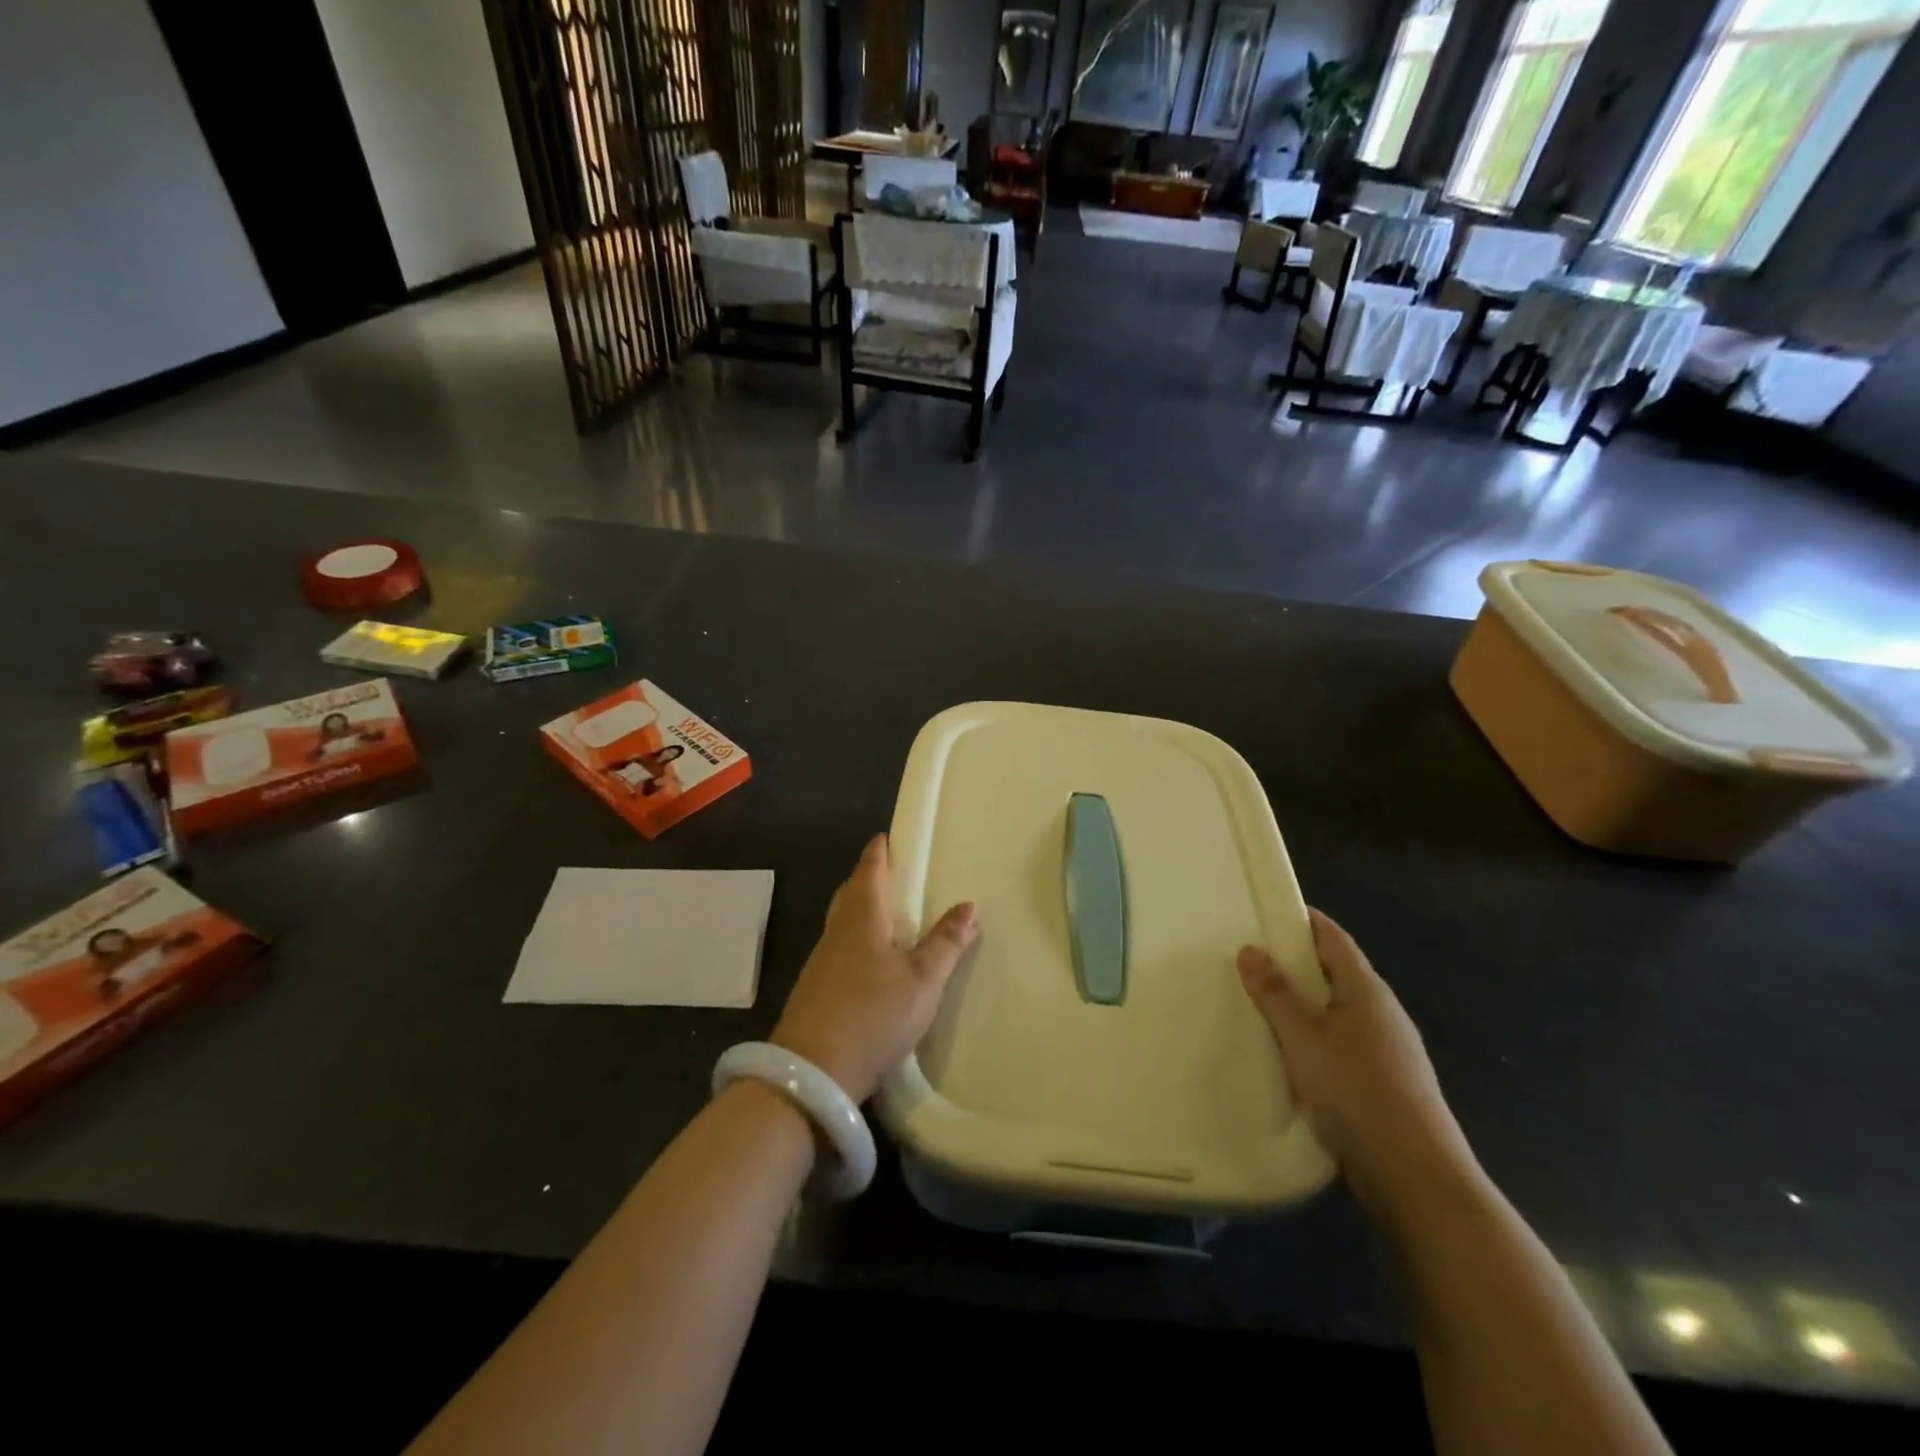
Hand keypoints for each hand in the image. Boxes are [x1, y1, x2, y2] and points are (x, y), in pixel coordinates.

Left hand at [772, 835, 978, 1102]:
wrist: (812, 1074)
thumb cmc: (872, 1014)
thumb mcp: (922, 980)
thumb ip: (946, 943)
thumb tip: (969, 905)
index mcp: (861, 917)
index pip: (869, 870)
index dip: (879, 851)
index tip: (888, 836)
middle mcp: (837, 931)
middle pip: (852, 892)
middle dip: (870, 877)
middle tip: (894, 872)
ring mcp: (822, 961)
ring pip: (844, 921)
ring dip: (863, 909)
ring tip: (889, 912)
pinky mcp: (816, 989)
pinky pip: (841, 948)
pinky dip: (858, 939)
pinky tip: (872, 959)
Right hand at [1238, 910, 1480, 1222]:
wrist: (1414, 1173)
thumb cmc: (1356, 1090)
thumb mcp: (1303, 1036)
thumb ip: (1275, 993)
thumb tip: (1250, 949)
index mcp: (1367, 990)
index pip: (1333, 938)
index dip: (1302, 920)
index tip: (1265, 912)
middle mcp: (1382, 1012)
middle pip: (1335, 972)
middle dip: (1295, 962)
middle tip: (1249, 956)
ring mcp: (1387, 1049)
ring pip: (1337, 1010)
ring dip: (1303, 1003)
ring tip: (1259, 1002)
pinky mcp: (1383, 1082)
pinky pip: (1341, 1043)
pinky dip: (1313, 1036)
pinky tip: (1289, 1052)